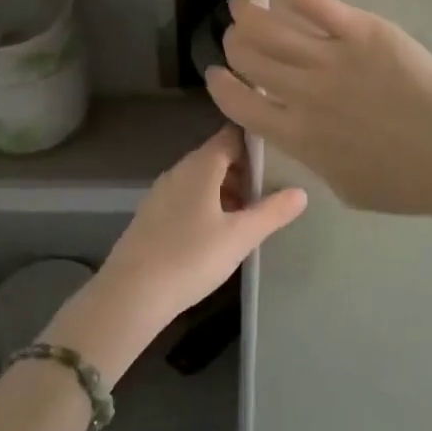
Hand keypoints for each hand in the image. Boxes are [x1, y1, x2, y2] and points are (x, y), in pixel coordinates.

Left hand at [45, 126, 306, 379]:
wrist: (130, 295)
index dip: (257, 142)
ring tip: (251, 216)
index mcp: (201, 166)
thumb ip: (272, 212)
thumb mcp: (240, 236)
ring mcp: (161, 193)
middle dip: (245, 170)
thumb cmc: (191, 258)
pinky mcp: (152, 216)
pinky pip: (187, 199)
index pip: (232, 136)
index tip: (281, 155)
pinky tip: (219, 233)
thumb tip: (301, 192)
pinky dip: (208, 206)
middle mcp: (178, 171)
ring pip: (202, 180)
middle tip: (272, 190)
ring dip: (227, 191)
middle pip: (217, 158)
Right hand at [205, 0, 431, 216]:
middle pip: (248, 57)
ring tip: (241, 2)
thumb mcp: (346, 187)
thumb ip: (313, 160)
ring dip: (245, 10)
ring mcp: (327, 57)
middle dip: (234, 43)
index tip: (217, 73)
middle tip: (238, 34)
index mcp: (295, 136)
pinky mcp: (356, 29)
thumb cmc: (406, 180)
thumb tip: (301, 135)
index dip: (220, 85)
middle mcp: (301, 94)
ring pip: (267, 25)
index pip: (238, 103)